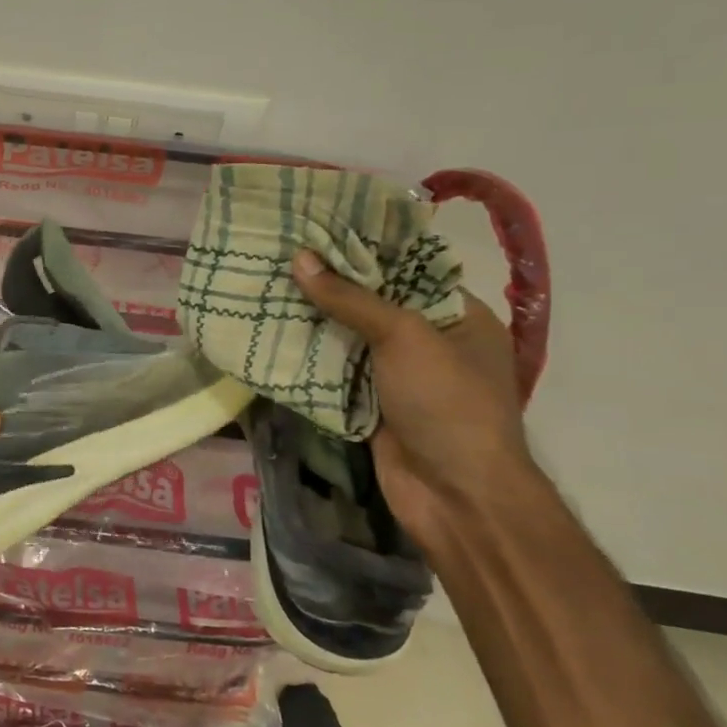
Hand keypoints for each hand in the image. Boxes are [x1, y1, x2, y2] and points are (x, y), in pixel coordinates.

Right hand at [292, 251, 539, 532]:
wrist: (455, 496)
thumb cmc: (447, 403)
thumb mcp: (405, 337)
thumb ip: (351, 298)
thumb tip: (300, 258)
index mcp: (459, 316)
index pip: (408, 268)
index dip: (364, 249)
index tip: (316, 230)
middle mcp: (431, 341)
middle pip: (374, 303)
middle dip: (330, 284)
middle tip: (281, 255)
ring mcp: (400, 376)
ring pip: (350, 337)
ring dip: (314, 320)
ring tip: (267, 285)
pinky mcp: (372, 404)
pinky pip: (337, 371)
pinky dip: (310, 357)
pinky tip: (272, 332)